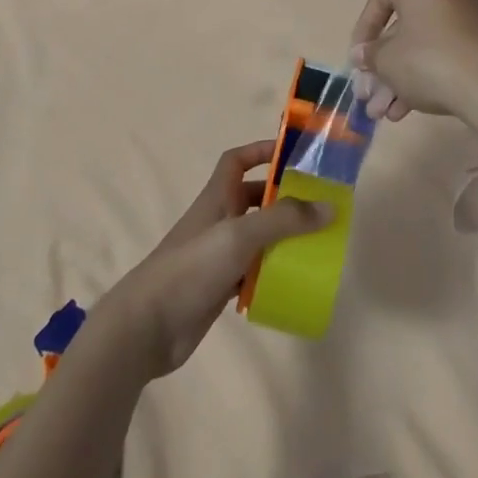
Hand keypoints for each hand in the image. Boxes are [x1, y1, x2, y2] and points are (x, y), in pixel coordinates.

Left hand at [92, 142, 330, 381]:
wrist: (148, 326)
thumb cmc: (191, 268)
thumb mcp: (239, 236)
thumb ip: (283, 220)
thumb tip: (328, 206)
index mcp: (217, 198)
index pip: (236, 161)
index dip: (260, 151)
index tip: (293, 154)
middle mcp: (218, 221)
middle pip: (254, 199)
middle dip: (283, 199)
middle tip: (318, 207)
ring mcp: (218, 255)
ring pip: (256, 238)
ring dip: (282, 239)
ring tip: (316, 246)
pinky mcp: (219, 287)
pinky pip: (253, 272)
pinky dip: (271, 274)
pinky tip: (293, 284)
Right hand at [349, 0, 477, 122]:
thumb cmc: (428, 60)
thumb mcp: (386, 60)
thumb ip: (370, 55)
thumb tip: (363, 55)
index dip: (362, 32)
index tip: (357, 60)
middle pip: (401, 28)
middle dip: (381, 66)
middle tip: (368, 94)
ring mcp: (466, 15)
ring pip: (421, 45)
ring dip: (398, 78)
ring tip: (383, 113)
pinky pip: (442, 54)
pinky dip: (423, 77)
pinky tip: (406, 111)